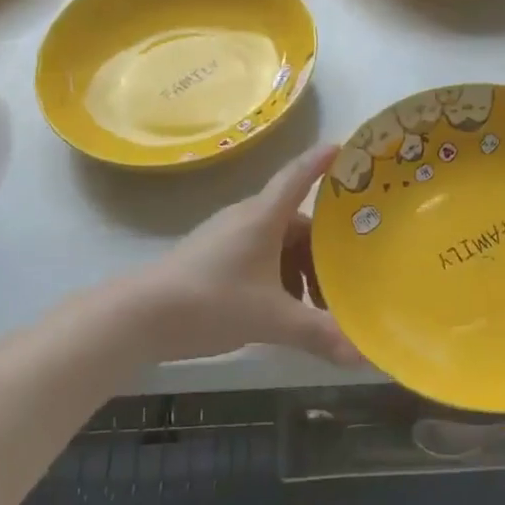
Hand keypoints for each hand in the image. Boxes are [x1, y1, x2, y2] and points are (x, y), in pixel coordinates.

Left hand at [130, 143, 360, 366]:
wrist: (140, 315)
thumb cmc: (212, 301)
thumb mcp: (272, 320)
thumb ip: (318, 334)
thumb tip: (365, 357)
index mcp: (264, 217)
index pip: (298, 177)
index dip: (321, 162)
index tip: (344, 147)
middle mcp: (246, 218)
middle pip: (295, 222)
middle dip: (323, 249)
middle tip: (349, 273)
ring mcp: (226, 237)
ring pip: (276, 243)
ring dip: (300, 267)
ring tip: (315, 303)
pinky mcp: (212, 257)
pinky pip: (257, 255)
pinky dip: (277, 275)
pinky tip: (281, 309)